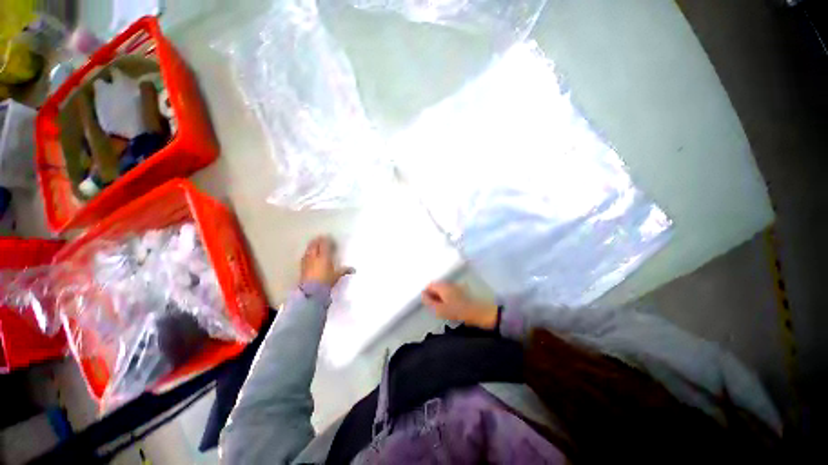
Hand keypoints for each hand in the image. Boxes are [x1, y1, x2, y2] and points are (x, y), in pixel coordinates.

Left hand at [300, 236, 353, 287]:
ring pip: (309, 248)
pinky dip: (308, 252)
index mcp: (324, 256)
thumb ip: (344, 271)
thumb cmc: (326, 282)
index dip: (327, 240)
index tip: (331, 239)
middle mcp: (314, 256)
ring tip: (316, 245)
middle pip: (315, 244)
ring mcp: (307, 260)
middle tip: (323, 239)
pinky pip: (305, 255)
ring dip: (312, 245)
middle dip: (318, 240)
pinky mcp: (302, 266)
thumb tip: (353, 269)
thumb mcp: (336, 276)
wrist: (311, 291)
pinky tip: (310, 254)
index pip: (325, 244)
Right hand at [421, 282, 497, 329]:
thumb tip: (422, 294)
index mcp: (442, 286)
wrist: (477, 312)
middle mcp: (448, 283)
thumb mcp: (439, 309)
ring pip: (443, 289)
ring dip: (439, 296)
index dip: (426, 293)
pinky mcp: (461, 291)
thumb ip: (429, 301)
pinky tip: (449, 306)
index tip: (427, 303)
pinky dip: (446, 297)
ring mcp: (455, 286)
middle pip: (436, 286)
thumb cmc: (457, 311)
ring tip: (440, 308)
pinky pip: (449, 292)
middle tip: (433, 306)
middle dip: (432, 294)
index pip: (429, 285)